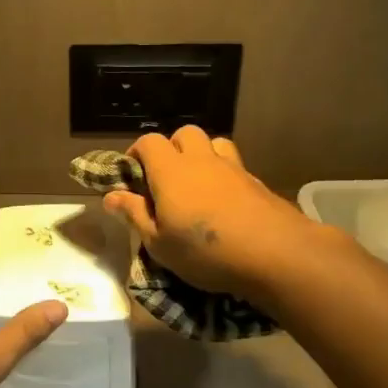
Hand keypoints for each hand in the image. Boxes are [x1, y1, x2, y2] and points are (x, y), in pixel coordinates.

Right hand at [103, 127, 313, 301]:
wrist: (276, 254)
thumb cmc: (205, 251)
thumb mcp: (159, 243)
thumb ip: (135, 215)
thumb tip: (110, 196)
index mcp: (170, 171)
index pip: (149, 142)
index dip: (137, 154)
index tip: (132, 177)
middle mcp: (200, 160)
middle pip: (184, 133)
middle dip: (171, 148)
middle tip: (165, 179)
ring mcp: (233, 168)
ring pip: (213, 143)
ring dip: (201, 155)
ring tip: (196, 184)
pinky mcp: (257, 182)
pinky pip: (234, 166)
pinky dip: (223, 175)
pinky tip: (224, 203)